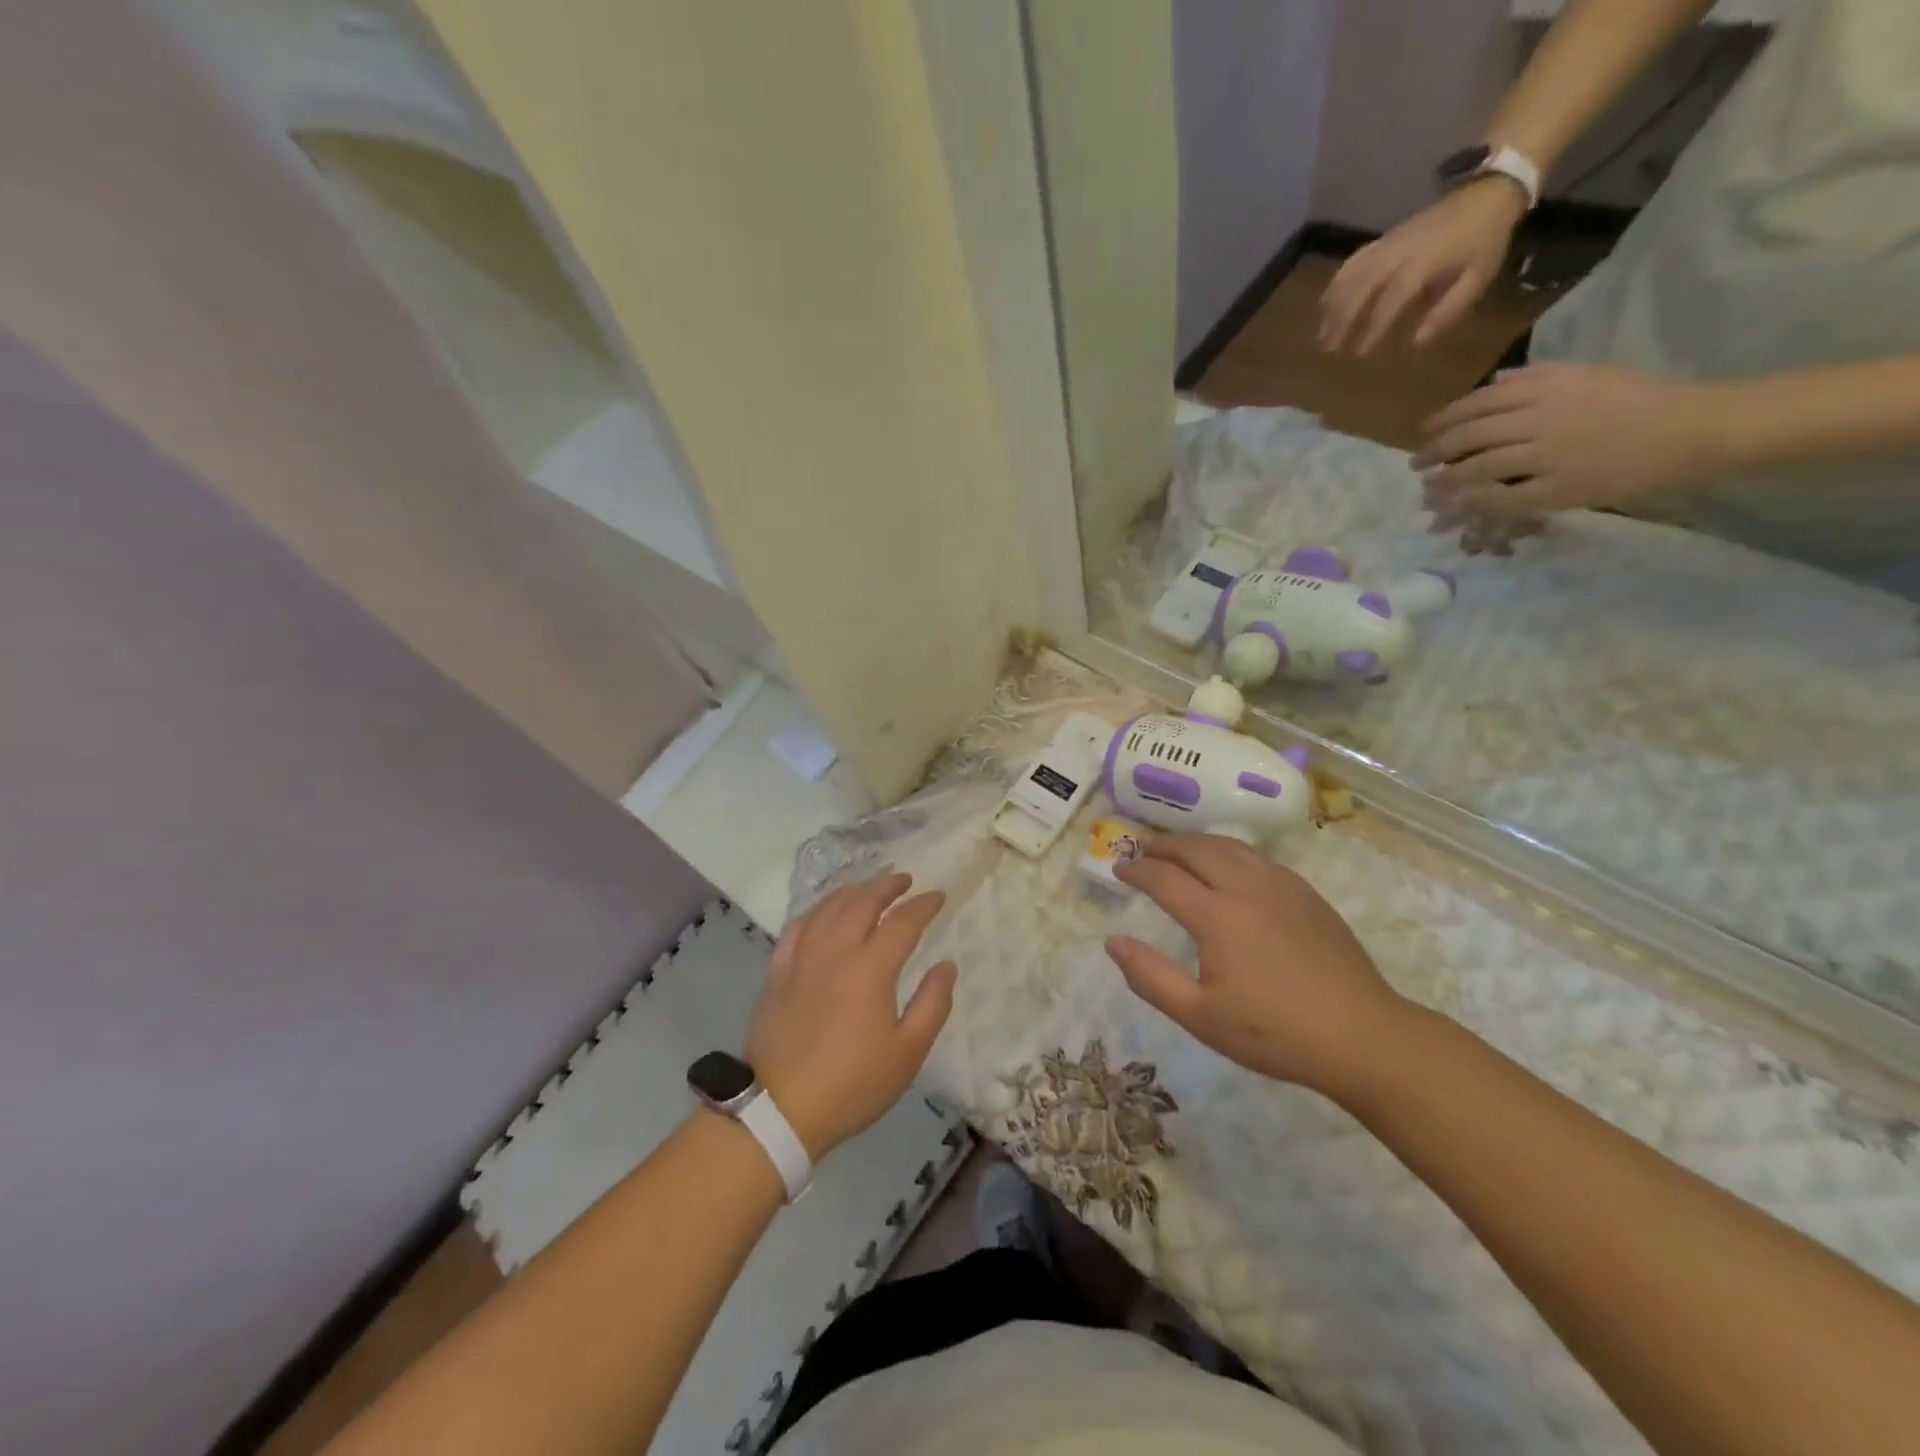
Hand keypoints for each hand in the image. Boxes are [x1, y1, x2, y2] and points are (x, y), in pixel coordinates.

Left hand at [746, 873, 956, 1159]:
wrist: (780, 1110)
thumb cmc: (852, 1084)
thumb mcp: (907, 1053)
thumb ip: (932, 1004)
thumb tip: (946, 965)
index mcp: (870, 969)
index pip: (902, 922)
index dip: (923, 905)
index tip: (938, 897)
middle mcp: (835, 952)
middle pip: (862, 902)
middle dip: (887, 886)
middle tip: (904, 881)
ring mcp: (801, 959)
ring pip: (828, 908)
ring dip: (853, 891)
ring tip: (869, 889)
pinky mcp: (777, 973)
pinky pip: (797, 927)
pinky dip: (816, 911)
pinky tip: (823, 913)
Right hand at [1106, 835, 1409, 1097]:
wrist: (1362, 1036)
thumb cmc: (1274, 1032)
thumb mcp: (1200, 1016)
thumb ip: (1151, 977)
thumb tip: (1113, 942)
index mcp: (1217, 916)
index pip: (1164, 878)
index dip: (1137, 871)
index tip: (1118, 869)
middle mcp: (1246, 888)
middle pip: (1197, 850)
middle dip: (1165, 846)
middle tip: (1143, 850)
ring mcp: (1281, 887)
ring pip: (1230, 847)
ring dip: (1197, 843)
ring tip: (1180, 850)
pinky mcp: (1307, 894)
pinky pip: (1258, 858)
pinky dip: (1231, 852)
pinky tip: (1230, 867)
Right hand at [1319, 178, 1527, 353]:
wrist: (1489, 190)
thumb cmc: (1485, 239)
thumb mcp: (1478, 277)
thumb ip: (1447, 310)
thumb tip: (1417, 341)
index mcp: (1425, 260)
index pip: (1392, 297)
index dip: (1374, 326)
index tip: (1360, 352)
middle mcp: (1399, 251)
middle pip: (1360, 286)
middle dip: (1341, 319)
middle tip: (1328, 347)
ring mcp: (1388, 243)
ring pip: (1350, 274)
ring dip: (1332, 305)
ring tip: (1321, 332)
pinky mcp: (1383, 240)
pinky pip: (1352, 261)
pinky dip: (1335, 283)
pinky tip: (1326, 302)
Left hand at [1413, 363, 1728, 534]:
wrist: (1693, 428)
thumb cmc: (1641, 399)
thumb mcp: (1589, 375)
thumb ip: (1537, 378)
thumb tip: (1494, 381)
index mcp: (1547, 387)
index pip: (1477, 404)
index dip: (1443, 421)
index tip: (1423, 433)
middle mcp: (1540, 418)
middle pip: (1468, 437)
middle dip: (1434, 453)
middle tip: (1416, 466)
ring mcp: (1547, 456)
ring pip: (1477, 471)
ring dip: (1445, 484)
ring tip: (1427, 493)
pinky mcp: (1557, 489)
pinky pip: (1502, 501)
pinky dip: (1473, 507)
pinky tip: (1454, 513)